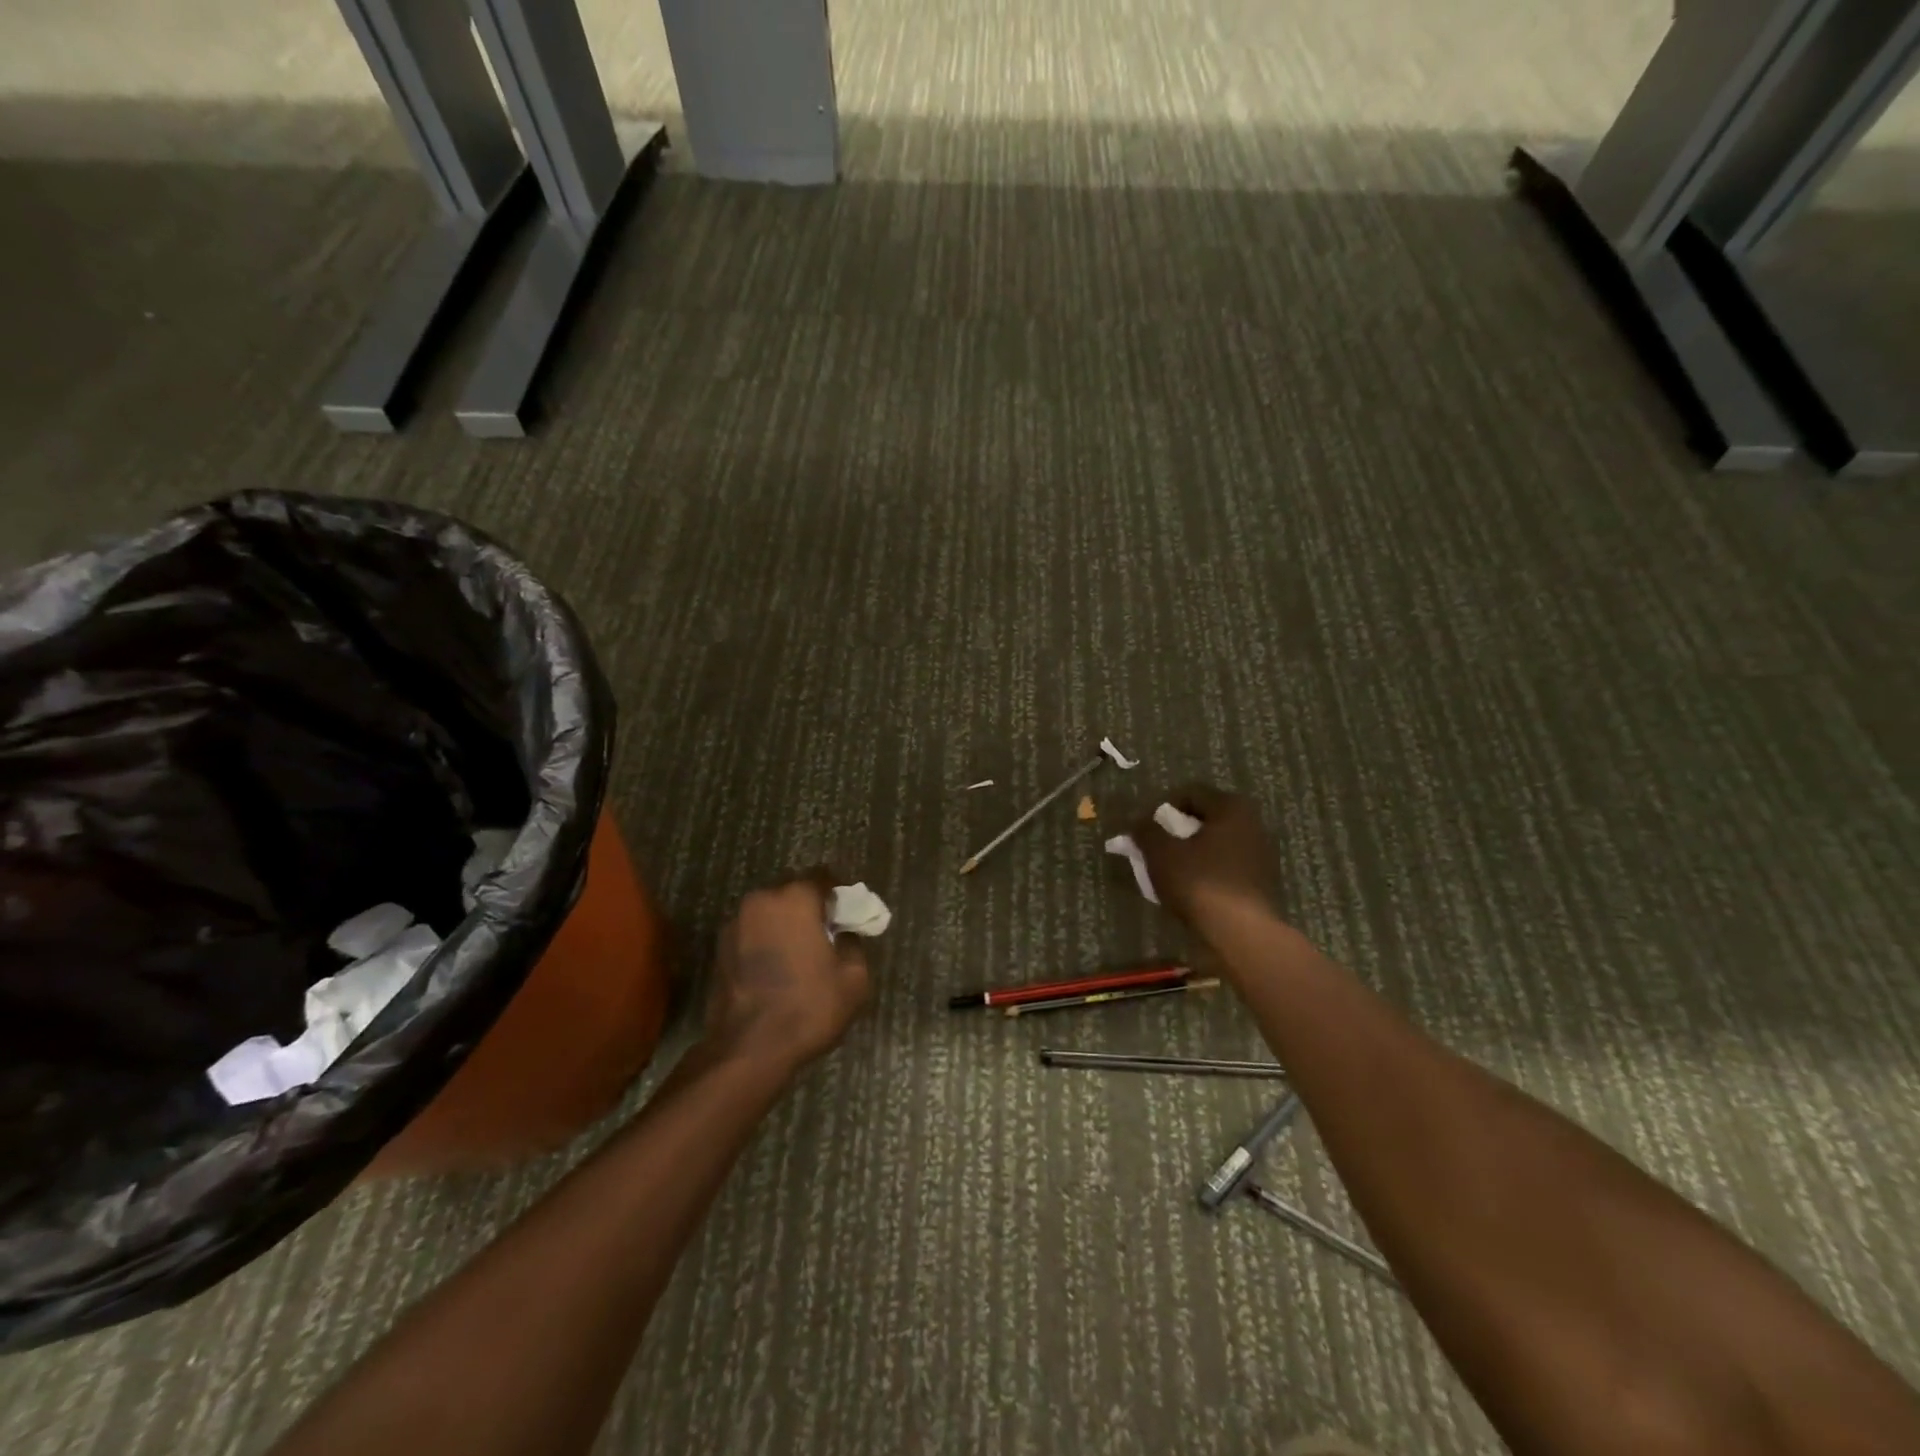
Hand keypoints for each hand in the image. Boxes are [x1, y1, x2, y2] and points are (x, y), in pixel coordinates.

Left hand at [704, 876, 871, 1073]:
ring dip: (786, 923)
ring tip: (801, 952)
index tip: (848, 912)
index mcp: (796, 898)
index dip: (839, 892)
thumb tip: (843, 934)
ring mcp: (736, 923)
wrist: (748, 1049)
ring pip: (769, 911)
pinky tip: (778, 967)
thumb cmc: (808, 1007)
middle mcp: (762, 900)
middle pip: (793, 890)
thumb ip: (853, 944)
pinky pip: (752, 932)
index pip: (822, 876)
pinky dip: (766, 940)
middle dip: (810, 905)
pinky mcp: (720, 948)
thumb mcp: (854, 978)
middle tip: (827, 931)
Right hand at [1129, 784, 1280, 930]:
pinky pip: (1227, 867)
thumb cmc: (1199, 882)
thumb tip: (1138, 822)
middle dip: (1178, 831)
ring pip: (1217, 844)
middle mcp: (1253, 824)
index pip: (1190, 793)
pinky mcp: (1262, 883)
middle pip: (1206, 819)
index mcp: (1231, 808)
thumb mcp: (1161, 853)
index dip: (1163, 808)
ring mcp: (1262, 855)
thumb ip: (1146, 831)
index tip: (1147, 829)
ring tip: (1171, 872)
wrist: (1242, 934)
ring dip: (1193, 853)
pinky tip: (1193, 890)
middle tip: (1156, 850)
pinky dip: (1208, 871)